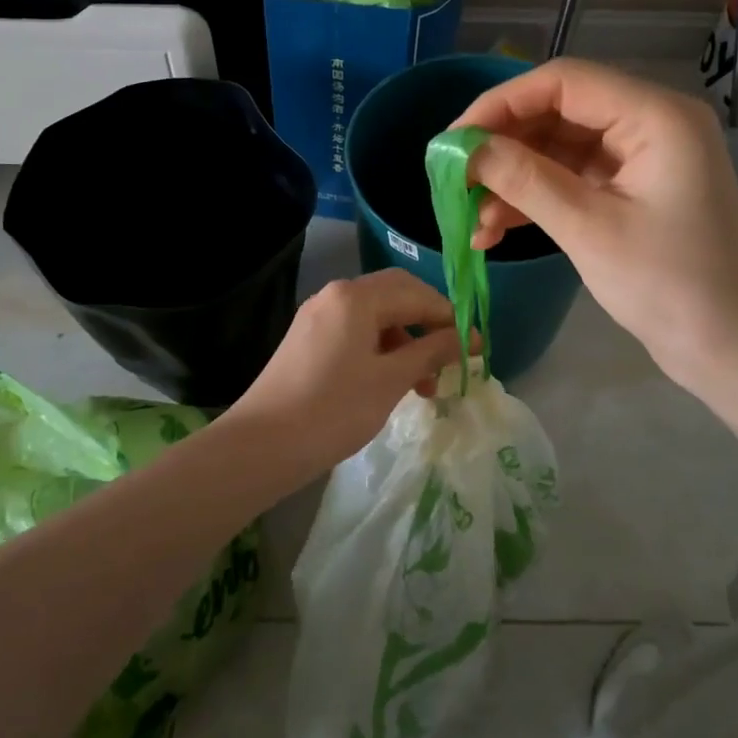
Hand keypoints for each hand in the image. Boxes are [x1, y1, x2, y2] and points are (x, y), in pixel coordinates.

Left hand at [220, 269, 462, 476]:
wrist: (262, 445)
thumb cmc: (334, 409)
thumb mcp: (391, 380)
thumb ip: (431, 351)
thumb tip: (466, 337)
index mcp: (356, 296)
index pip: (416, 293)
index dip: (450, 318)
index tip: (475, 347)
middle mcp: (335, 295)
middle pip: (395, 297)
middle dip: (427, 326)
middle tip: (451, 359)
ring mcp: (317, 317)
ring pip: (375, 318)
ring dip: (405, 343)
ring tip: (424, 385)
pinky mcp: (307, 340)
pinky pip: (355, 333)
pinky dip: (380, 351)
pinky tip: (391, 382)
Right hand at [453, 58, 737, 389]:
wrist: (731, 348)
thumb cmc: (670, 285)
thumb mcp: (589, 229)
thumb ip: (524, 180)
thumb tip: (464, 149)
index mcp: (655, 116)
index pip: (562, 82)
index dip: (500, 104)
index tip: (452, 141)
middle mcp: (650, 124)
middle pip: (558, 112)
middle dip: (503, 147)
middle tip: (455, 181)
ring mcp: (641, 159)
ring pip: (559, 149)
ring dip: (513, 180)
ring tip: (471, 221)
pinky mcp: (632, 191)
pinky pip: (572, 179)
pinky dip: (535, 200)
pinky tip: (496, 230)